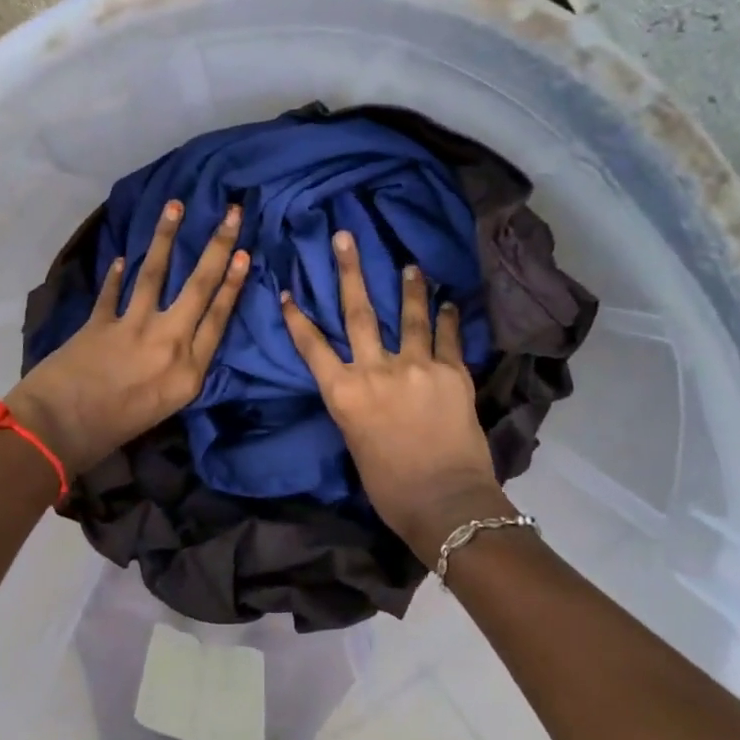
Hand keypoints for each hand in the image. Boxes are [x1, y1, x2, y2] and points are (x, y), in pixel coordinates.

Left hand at [8, 200, 248, 475]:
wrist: (57, 433)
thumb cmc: (114, 432)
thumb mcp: (165, 406)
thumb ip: (180, 370)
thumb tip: (183, 339)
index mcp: (189, 372)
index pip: (219, 317)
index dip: (234, 282)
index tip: (244, 252)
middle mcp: (168, 343)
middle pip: (200, 287)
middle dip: (217, 246)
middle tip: (231, 213)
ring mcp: (133, 329)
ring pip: (156, 274)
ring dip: (166, 237)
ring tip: (175, 206)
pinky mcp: (100, 322)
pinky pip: (113, 291)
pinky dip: (116, 274)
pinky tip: (121, 258)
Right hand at [280, 230, 506, 557]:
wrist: (445, 502)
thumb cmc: (390, 487)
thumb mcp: (357, 443)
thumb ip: (357, 407)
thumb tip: (365, 390)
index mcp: (345, 394)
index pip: (312, 347)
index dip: (297, 318)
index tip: (288, 291)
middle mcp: (376, 370)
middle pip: (358, 312)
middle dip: (350, 271)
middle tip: (346, 237)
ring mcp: (417, 367)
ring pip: (409, 315)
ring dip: (409, 287)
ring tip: (410, 264)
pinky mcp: (452, 372)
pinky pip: (447, 337)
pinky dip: (447, 319)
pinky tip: (449, 303)